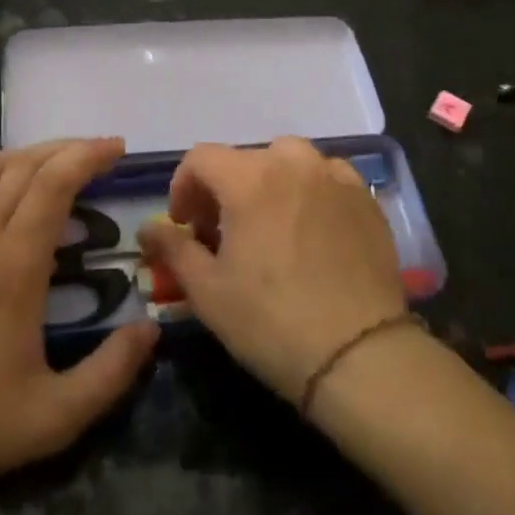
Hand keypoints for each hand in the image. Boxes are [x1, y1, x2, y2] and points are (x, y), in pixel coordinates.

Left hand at [0, 138, 157, 497]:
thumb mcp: (56, 417)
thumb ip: (111, 372)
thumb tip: (151, 328)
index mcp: (14, 266)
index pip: (54, 184)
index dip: (88, 156)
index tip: (117, 148)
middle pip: (24, 166)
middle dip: (67, 149)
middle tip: (101, 152)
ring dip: (27, 154)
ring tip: (57, 160)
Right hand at [138, 137, 405, 403]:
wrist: (360, 355)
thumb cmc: (272, 321)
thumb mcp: (207, 291)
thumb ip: (173, 249)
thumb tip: (147, 228)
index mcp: (250, 179)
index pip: (202, 158)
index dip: (183, 187)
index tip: (184, 226)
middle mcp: (294, 164)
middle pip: (245, 158)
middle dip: (224, 189)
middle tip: (222, 233)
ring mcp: (336, 178)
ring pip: (290, 160)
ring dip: (269, 182)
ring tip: (269, 225)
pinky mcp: (366, 200)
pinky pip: (328, 177)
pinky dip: (310, 190)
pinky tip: (311, 229)